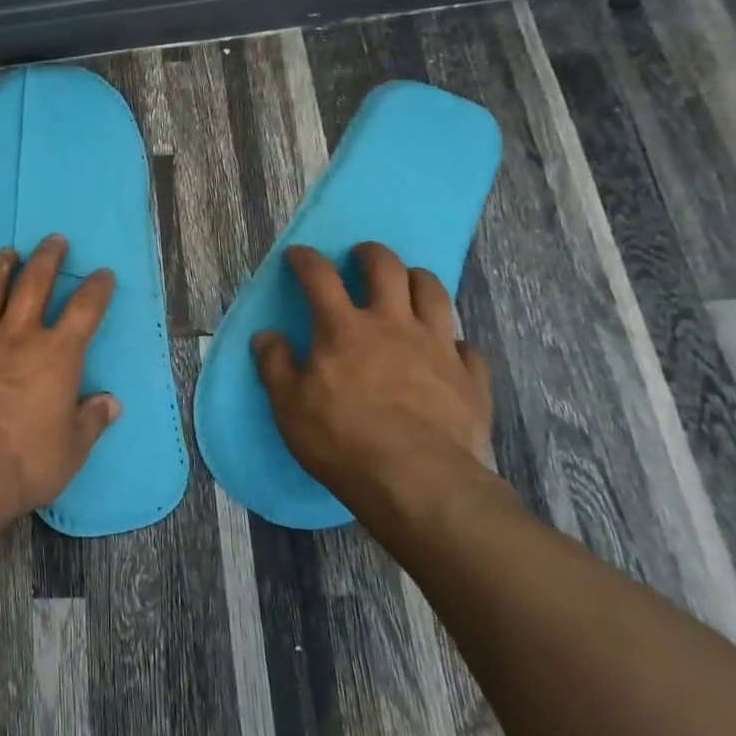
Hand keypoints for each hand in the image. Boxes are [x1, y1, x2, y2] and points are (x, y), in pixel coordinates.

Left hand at [0, 235, 120, 522]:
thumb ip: (90, 422)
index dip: (96, 288)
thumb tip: (110, 403)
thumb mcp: (70, 450)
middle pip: (34, 283)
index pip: (84, 310)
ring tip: (7, 252)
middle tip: (53, 239)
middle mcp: (17, 335)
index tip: (102, 274)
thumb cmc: (22, 461)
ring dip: (0, 267)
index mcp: (56, 355)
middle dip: (47, 258)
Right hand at [251, 242, 499, 541]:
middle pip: (386, 268)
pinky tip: (448, 350)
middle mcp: (393, 324)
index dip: (306, 259)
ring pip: (433, 292)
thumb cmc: (343, 441)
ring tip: (408, 284)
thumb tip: (266, 335)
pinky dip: (454, 341)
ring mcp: (437, 346)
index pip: (320, 277)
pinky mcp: (470, 376)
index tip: (298, 254)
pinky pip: (466, 345)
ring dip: (417, 279)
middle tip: (361, 256)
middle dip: (371, 254)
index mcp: (344, 328)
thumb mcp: (289, 407)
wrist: (420, 481)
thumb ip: (275, 365)